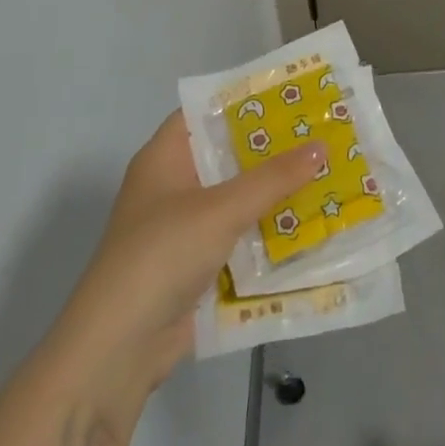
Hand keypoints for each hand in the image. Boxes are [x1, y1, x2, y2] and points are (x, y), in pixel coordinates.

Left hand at [46, 111, 325, 411]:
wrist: (116, 351)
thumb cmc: (161, 257)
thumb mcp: (221, 209)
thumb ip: (273, 178)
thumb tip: (322, 145)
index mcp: (164, 159)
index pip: (205, 112)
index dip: (245, 100)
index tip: (291, 94)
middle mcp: (173, 187)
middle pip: (228, 155)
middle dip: (272, 148)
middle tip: (322, 131)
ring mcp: (184, 228)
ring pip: (238, 198)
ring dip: (275, 192)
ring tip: (328, 172)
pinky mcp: (196, 265)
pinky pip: (240, 236)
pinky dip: (268, 231)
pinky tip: (310, 224)